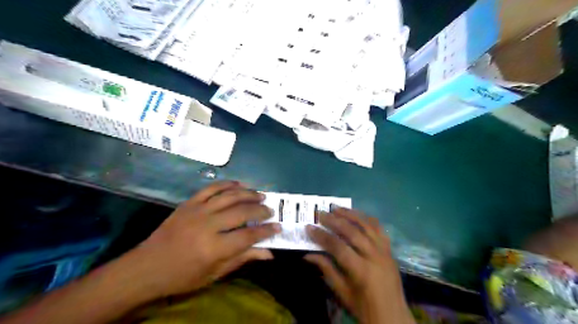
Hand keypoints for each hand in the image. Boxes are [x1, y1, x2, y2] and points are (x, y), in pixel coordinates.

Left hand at [128, 181, 279, 296]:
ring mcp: (197, 210)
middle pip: (242, 211)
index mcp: (214, 248)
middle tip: (270, 210)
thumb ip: (242, 259)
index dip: (266, 231)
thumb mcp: (214, 274)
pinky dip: (227, 184)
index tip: (278, 227)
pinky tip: (239, 184)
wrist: (147, 266)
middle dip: (261, 209)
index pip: (249, 235)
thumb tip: (269, 253)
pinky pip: (212, 188)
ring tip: (260, 195)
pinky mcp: (189, 203)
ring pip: (229, 196)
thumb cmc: (183, 275)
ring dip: (248, 193)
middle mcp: (208, 225)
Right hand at [304, 208, 412, 323]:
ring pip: (367, 226)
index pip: (337, 247)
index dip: (322, 236)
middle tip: (320, 213)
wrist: (393, 316)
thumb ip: (326, 269)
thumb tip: (307, 255)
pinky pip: (379, 229)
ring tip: (336, 208)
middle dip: (334, 221)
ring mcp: (384, 251)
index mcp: (361, 270)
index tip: (309, 227)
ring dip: (350, 214)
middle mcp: (374, 256)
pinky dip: (368, 219)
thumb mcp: (342, 292)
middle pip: (352, 232)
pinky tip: (358, 214)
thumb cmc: (364, 308)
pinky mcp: (390, 250)